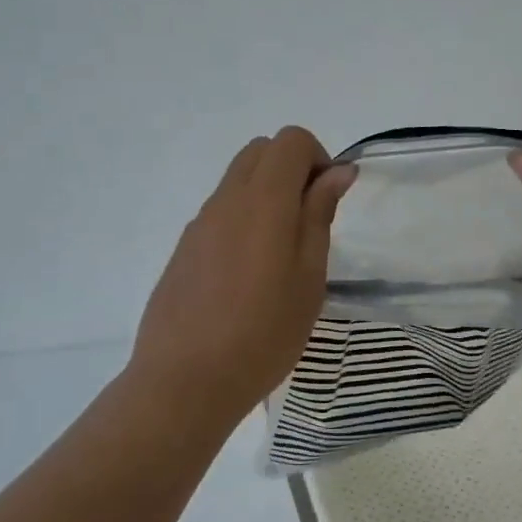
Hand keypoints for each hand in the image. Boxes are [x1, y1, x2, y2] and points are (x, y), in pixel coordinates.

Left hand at [129, 127, 354, 420]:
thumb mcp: (309, 276)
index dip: (317, 158)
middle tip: (310, 222)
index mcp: (262, 200)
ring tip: (281, 254)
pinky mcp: (183, 249)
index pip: (290, 140)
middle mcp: (226, 200)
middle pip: (260, 152)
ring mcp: (199, 224)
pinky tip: (249, 275)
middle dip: (292, 169)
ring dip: (267, 195)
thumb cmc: (264, 332)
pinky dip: (243, 219)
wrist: (186, 381)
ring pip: (238, 181)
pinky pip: (220, 212)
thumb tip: (338, 170)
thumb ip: (319, 214)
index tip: (328, 201)